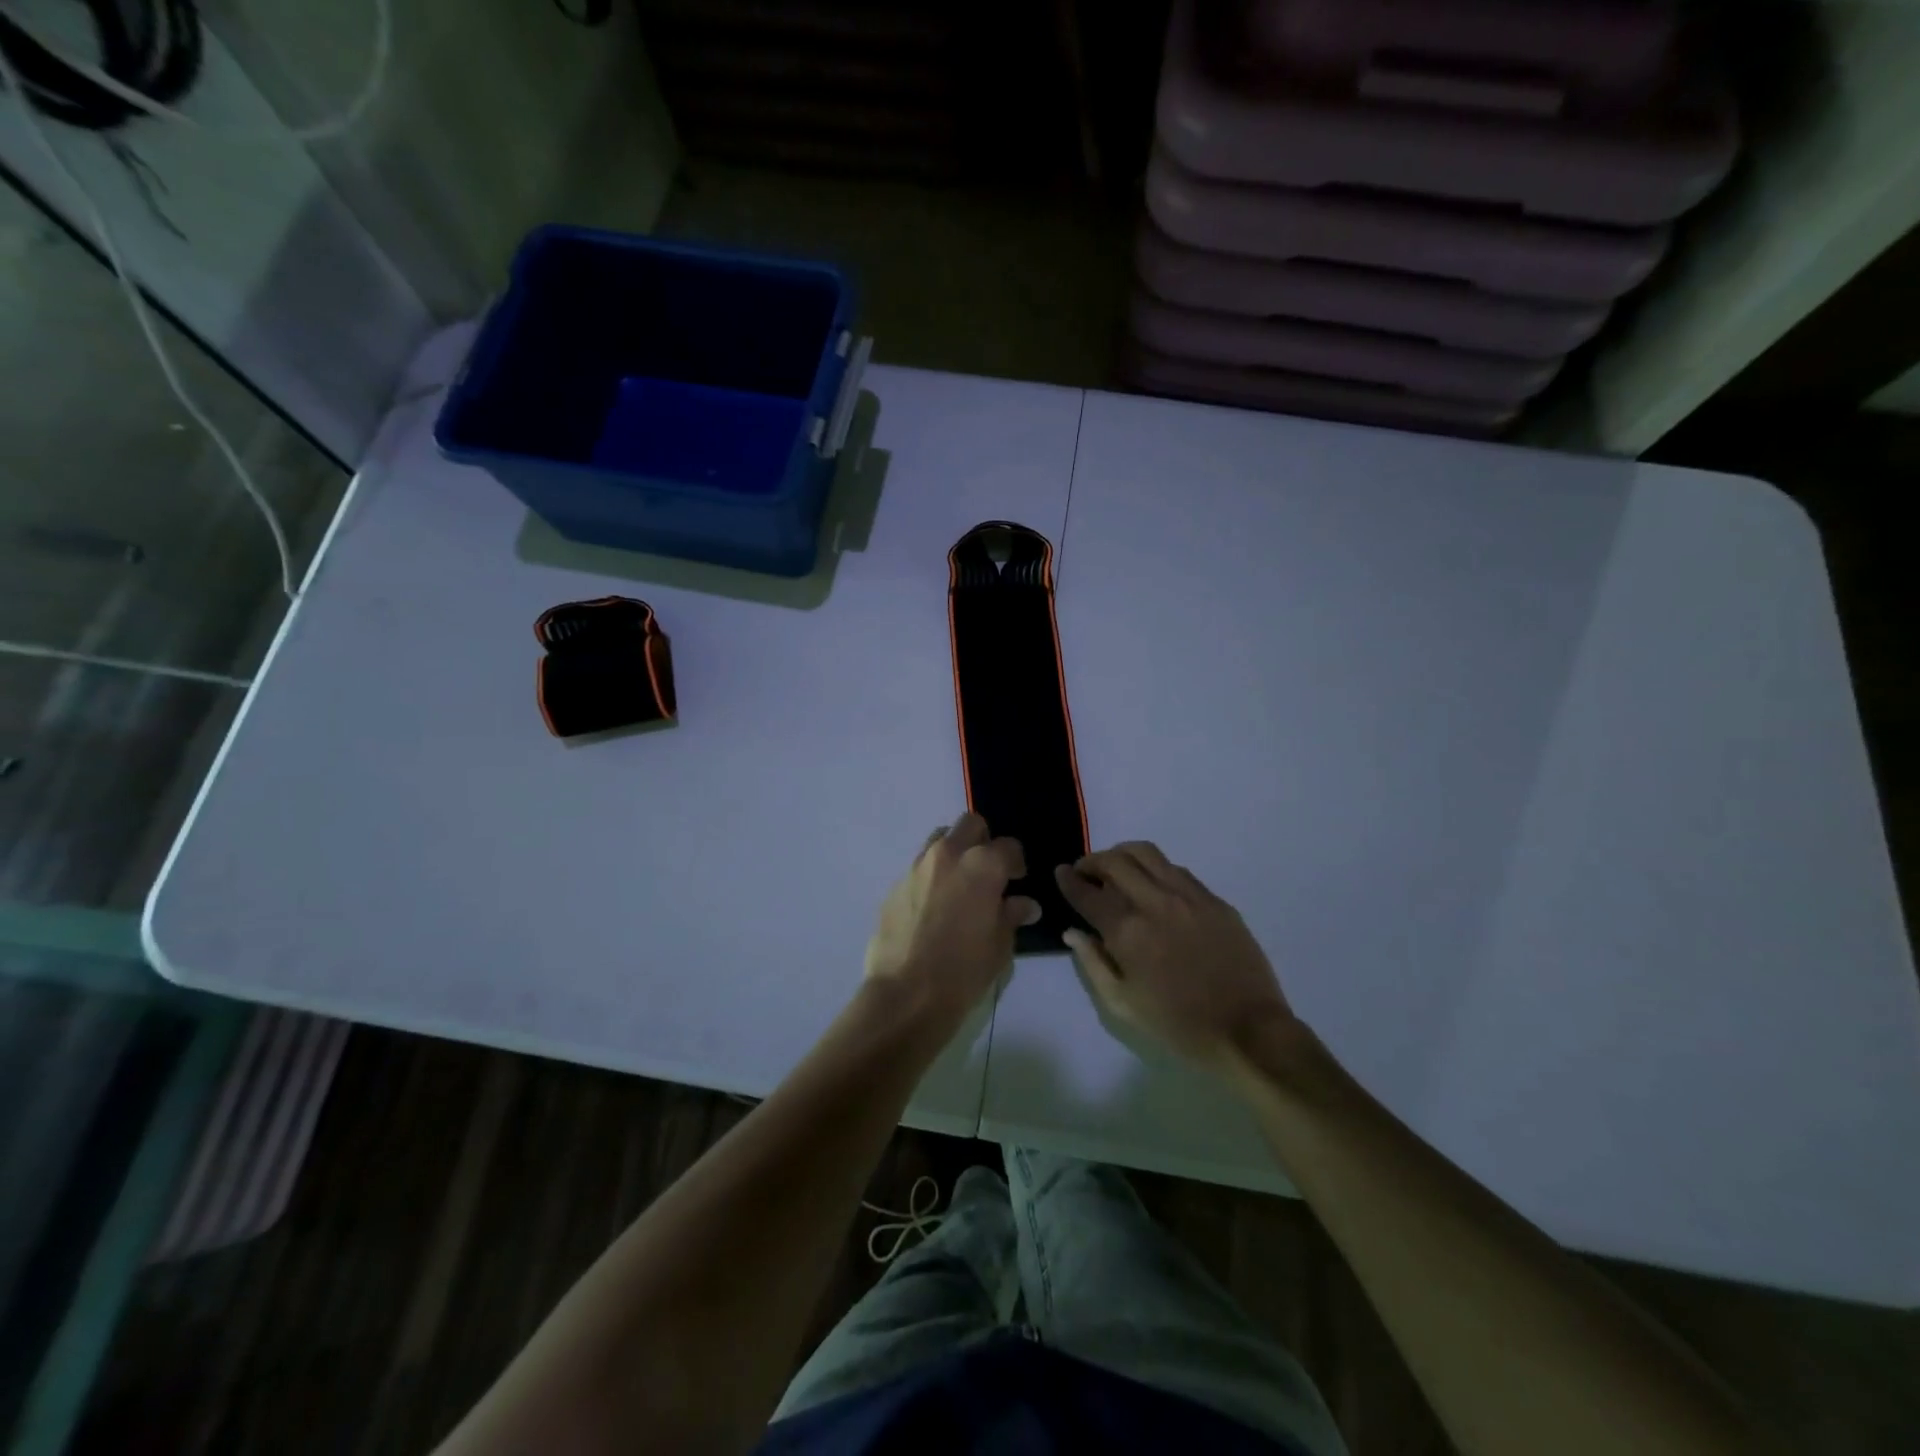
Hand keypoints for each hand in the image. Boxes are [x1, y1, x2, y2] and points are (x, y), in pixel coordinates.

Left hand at [864, 814, 1039, 1033]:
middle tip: (987, 872)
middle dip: (983, 841)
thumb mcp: (1000, 945)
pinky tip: (933, 908)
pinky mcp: (895, 884)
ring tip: (959, 885)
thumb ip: (1012, 915)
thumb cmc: (964, 970)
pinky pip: (919, 868)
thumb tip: (1024, 904)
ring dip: (954, 853)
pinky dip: (931, 877)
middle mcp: (949, 854)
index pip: (1009, 846)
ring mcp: (917, 866)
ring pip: (940, 839)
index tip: (1017, 881)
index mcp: (982, 865)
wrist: (907, 994)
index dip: (1016, 863)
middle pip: (970, 824)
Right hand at [1055, 842, 1295, 1072]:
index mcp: (1128, 932)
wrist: (1248, 1032)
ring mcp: (1188, 896)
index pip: (1088, 893)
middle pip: (1115, 861)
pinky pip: (1177, 870)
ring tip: (1117, 869)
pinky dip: (1156, 869)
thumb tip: (1073, 932)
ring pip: (1147, 853)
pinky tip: (1154, 886)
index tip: (1061, 872)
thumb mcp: (1123, 1005)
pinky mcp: (1214, 900)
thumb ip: (1093, 963)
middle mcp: (1155, 903)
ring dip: (1123, 855)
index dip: (1069, 880)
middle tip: (1086, 872)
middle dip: (1092, 861)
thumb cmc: (1178, 1026)